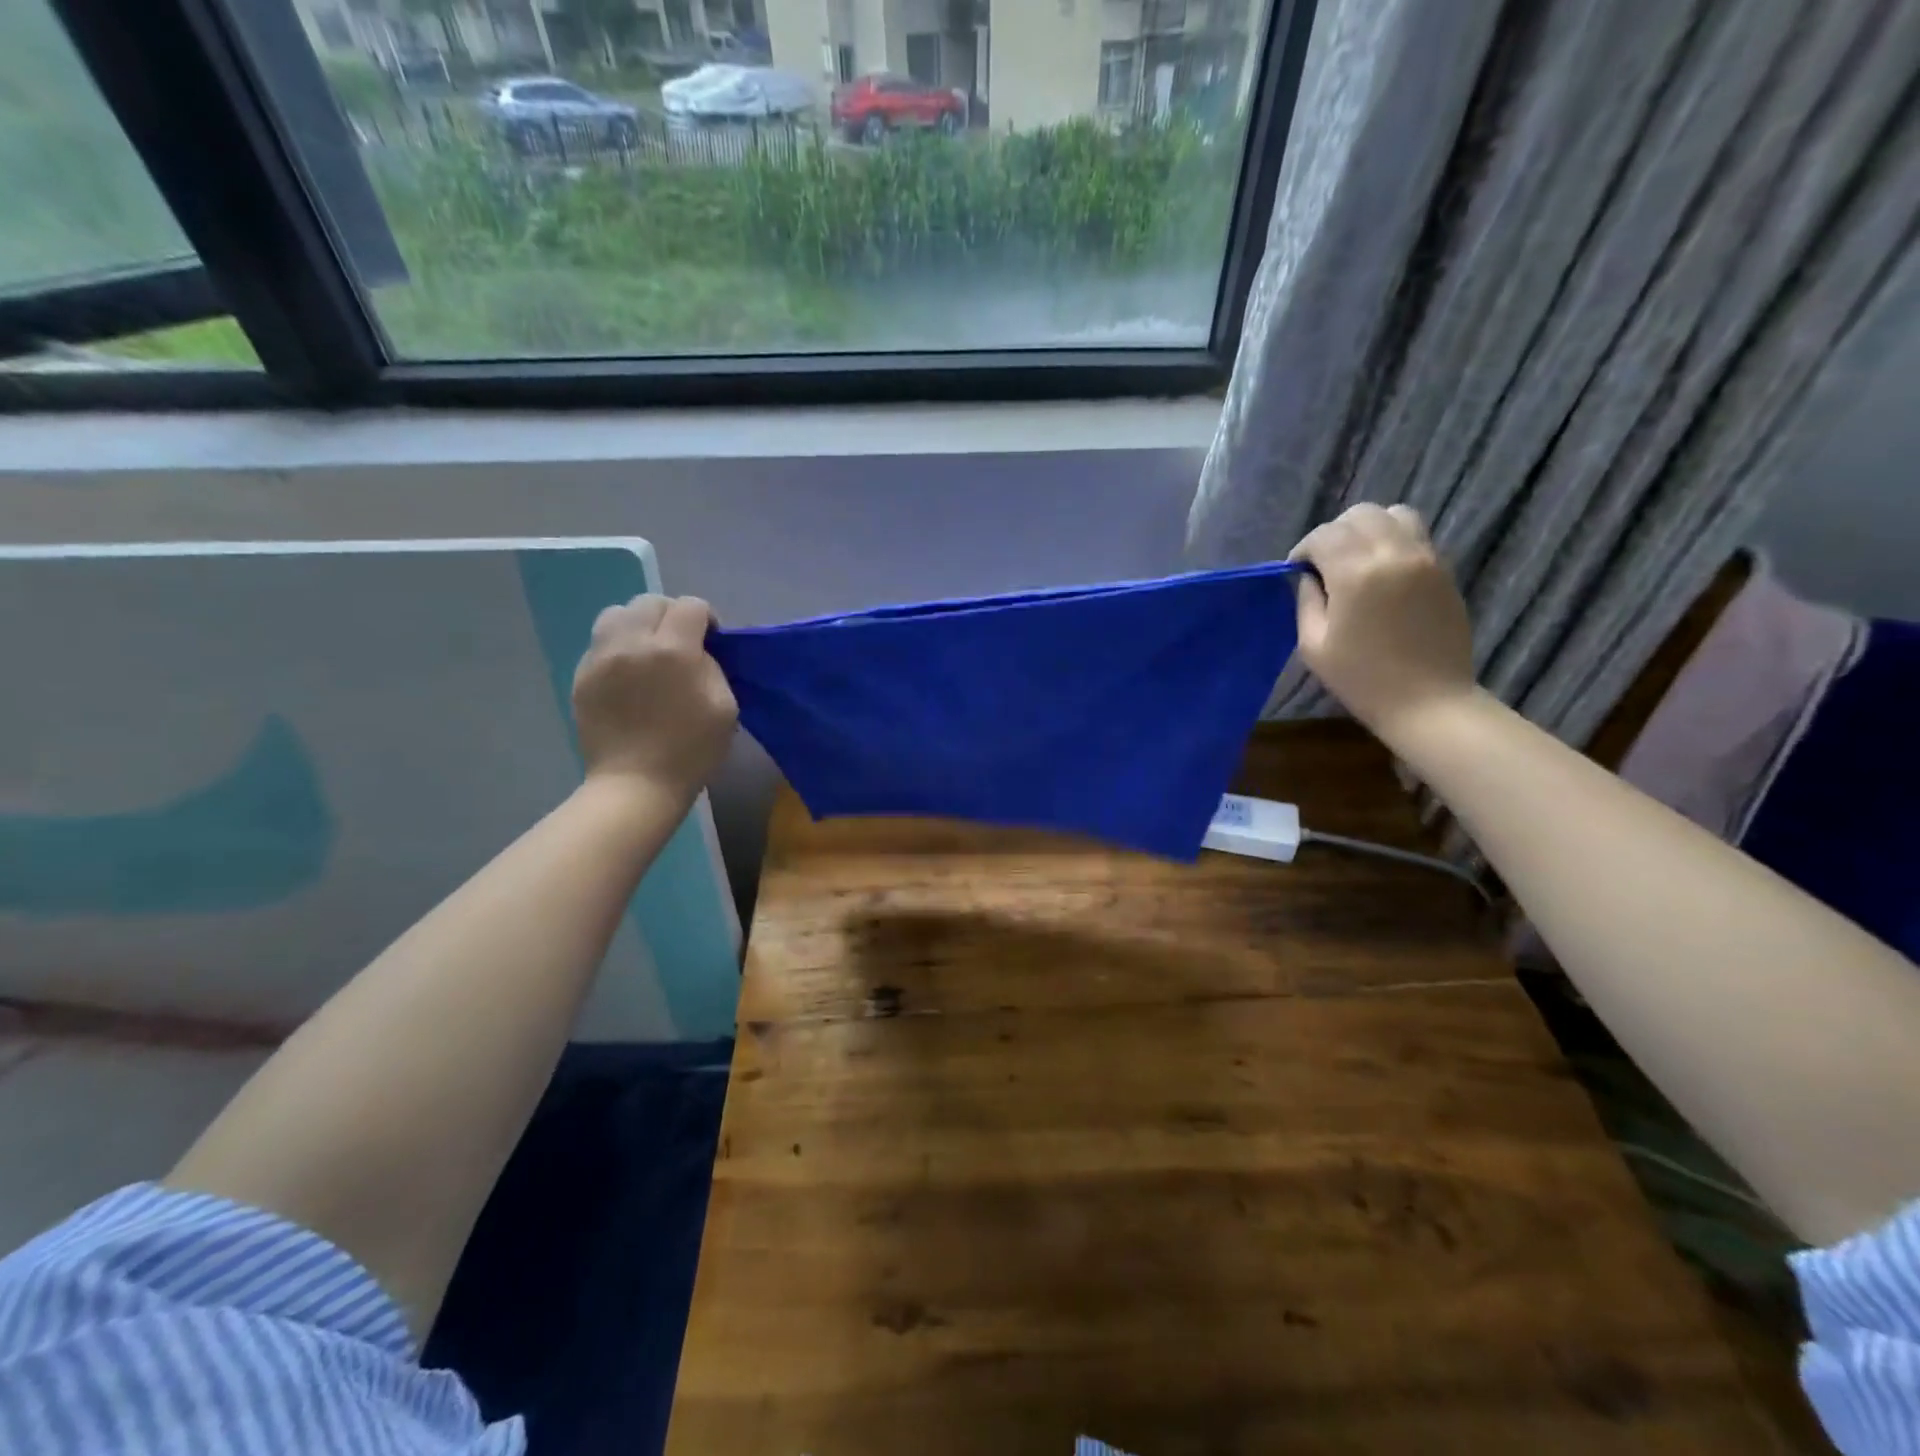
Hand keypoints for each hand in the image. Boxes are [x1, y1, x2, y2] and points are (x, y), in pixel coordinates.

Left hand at [572, 595, 737, 805]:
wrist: (636, 784)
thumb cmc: (691, 750)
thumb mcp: (725, 707)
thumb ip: (713, 667)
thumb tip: (698, 652)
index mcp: (673, 650)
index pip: (690, 606)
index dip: (707, 618)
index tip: (712, 641)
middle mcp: (632, 643)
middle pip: (650, 601)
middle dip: (671, 615)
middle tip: (680, 643)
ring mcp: (600, 658)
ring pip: (617, 613)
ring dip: (638, 624)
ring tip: (648, 650)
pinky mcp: (582, 675)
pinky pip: (600, 643)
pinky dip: (618, 647)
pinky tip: (629, 675)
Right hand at [1288, 504, 1476, 746]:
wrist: (1428, 700)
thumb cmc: (1361, 678)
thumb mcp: (1314, 645)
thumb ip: (1307, 601)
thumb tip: (1308, 577)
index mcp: (1357, 573)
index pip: (1325, 535)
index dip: (1304, 549)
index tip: (1297, 571)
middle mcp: (1394, 553)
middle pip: (1360, 515)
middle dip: (1335, 533)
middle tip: (1324, 564)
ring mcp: (1426, 558)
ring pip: (1394, 514)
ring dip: (1368, 529)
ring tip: (1357, 559)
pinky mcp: (1444, 569)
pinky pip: (1416, 535)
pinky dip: (1393, 540)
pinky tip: (1383, 572)